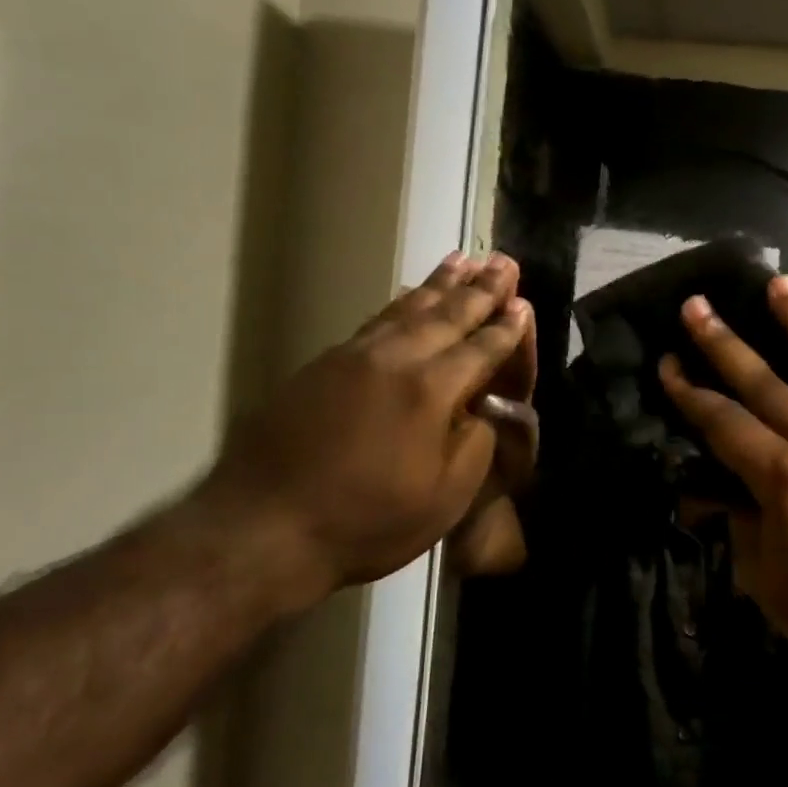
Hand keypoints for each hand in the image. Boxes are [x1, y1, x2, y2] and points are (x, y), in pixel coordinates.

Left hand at [205, 252, 532, 607]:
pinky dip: (400, 302)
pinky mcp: (323, 365)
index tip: (523, 304)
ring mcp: (354, 357)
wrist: (264, 526)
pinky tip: (408, 295)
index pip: (481, 349)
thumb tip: (480, 409)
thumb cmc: (367, 520)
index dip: (506, 328)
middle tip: (503, 262)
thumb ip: (475, 444)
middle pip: (447, 314)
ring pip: (407, 308)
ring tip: (463, 260)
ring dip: (439, 283)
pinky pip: (375, 320)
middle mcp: (395, 359)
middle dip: (480, 289)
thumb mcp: (445, 498)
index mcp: (432, 390)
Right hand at [658, 276, 787, 684]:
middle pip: (768, 385)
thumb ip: (737, 522)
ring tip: (781, 287)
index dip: (690, 393)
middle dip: (725, 344)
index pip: (724, 423)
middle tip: (697, 306)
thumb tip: (711, 492)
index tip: (668, 362)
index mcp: (784, 481)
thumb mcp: (764, 578)